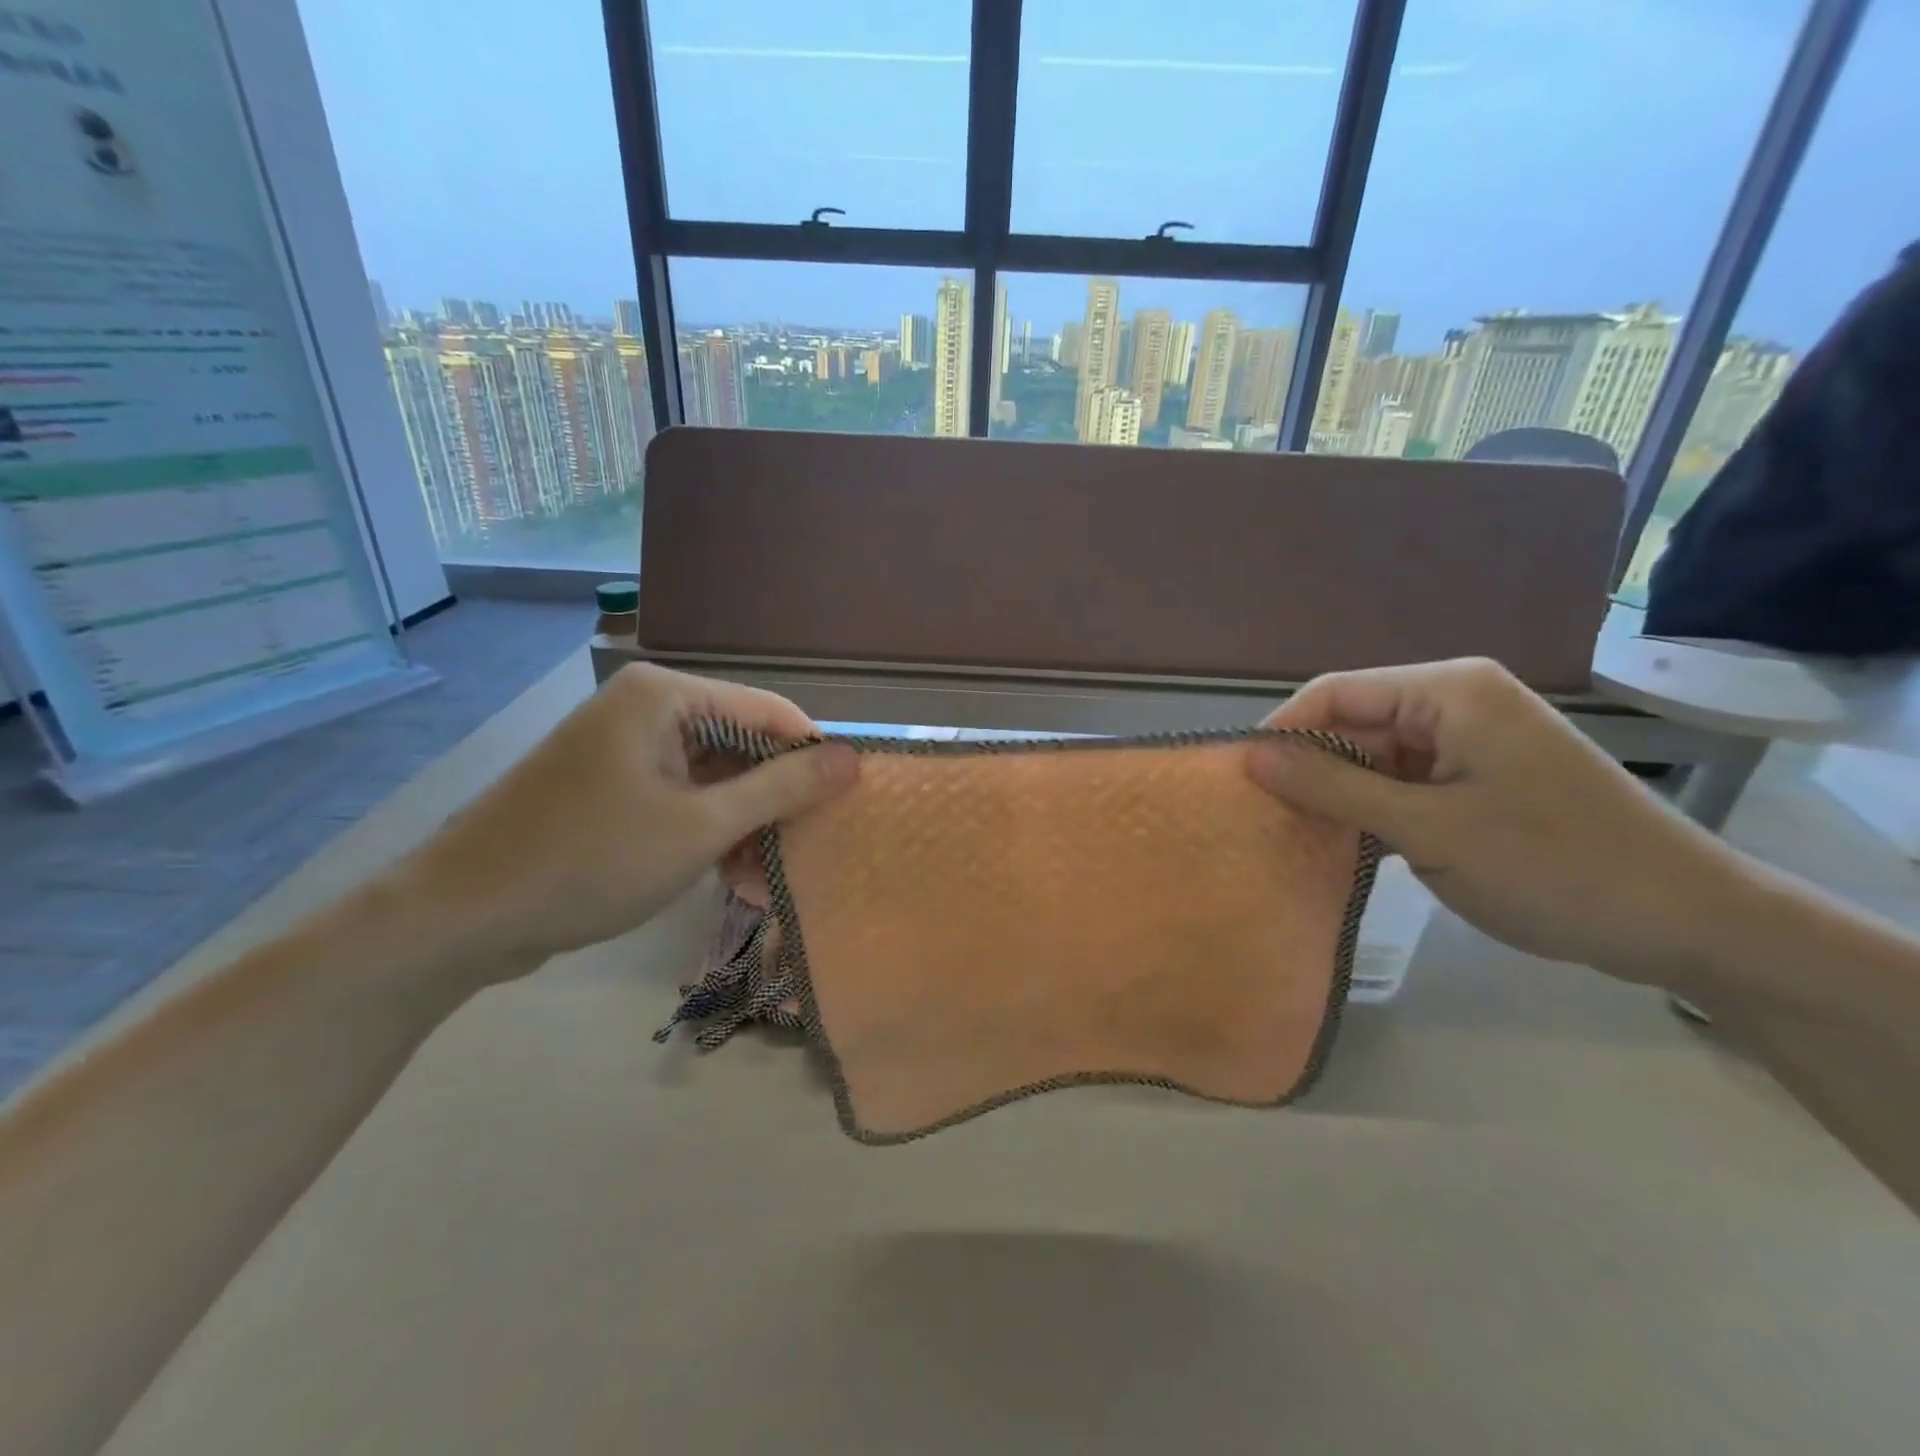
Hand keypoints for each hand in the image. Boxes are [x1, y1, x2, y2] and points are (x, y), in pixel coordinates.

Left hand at [401, 664, 857, 979]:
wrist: (459, 917)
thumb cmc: (589, 860)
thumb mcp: (700, 827)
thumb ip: (781, 788)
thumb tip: (852, 758)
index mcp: (666, 697)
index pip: (769, 711)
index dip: (813, 757)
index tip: (844, 806)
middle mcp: (647, 709)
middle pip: (742, 746)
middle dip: (775, 806)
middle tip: (801, 857)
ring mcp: (626, 748)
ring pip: (715, 779)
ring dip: (745, 829)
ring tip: (763, 885)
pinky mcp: (613, 786)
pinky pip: (682, 799)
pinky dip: (709, 835)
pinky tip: (730, 879)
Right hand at [1247, 658, 1735, 984]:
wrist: (1687, 924)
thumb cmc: (1552, 865)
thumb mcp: (1427, 829)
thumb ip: (1332, 788)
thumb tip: (1251, 755)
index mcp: (1448, 691)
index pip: (1336, 693)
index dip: (1283, 732)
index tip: (1239, 780)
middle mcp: (1455, 704)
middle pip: (1354, 725)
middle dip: (1308, 769)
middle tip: (1260, 819)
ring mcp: (1468, 745)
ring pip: (1373, 760)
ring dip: (1337, 797)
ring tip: (1289, 837)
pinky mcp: (1477, 782)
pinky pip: (1402, 786)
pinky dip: (1370, 814)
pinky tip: (1340, 847)